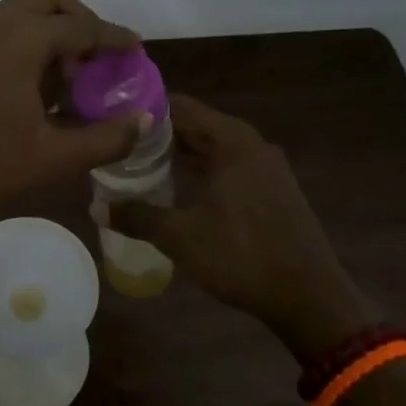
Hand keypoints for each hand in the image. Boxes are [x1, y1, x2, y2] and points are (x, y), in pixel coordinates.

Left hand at [0, 0, 149, 222]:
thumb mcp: (51, 159)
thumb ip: (105, 138)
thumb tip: (144, 121)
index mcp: (20, 38)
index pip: (81, 26)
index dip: (114, 38)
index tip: (137, 49)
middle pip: (50, 0)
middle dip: (81, 20)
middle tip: (101, 57)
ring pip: (23, 11)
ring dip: (53, 30)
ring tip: (74, 75)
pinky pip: (4, 28)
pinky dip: (29, 40)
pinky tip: (39, 85)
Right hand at [103, 94, 377, 356]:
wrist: (309, 298)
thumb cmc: (242, 256)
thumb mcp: (180, 236)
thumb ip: (137, 216)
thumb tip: (96, 208)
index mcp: (232, 141)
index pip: (180, 107)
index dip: (144, 111)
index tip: (112, 120)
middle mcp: (251, 144)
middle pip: (196, 125)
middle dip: (157, 135)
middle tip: (118, 145)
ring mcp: (266, 167)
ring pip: (212, 147)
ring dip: (178, 154)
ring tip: (137, 165)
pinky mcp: (272, 189)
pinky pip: (228, 166)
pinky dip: (200, 170)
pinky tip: (175, 189)